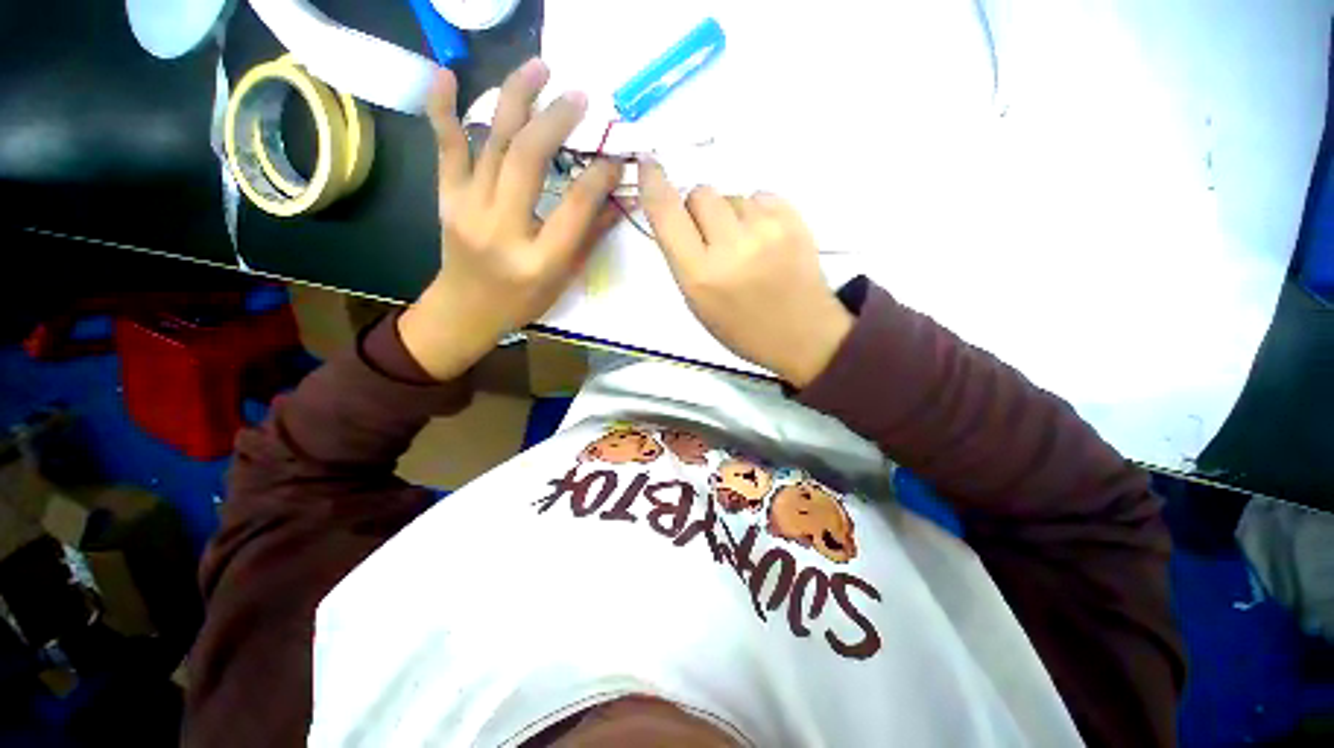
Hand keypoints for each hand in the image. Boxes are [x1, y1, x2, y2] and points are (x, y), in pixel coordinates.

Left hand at [399, 60, 622, 379]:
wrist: (466, 310)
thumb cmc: (523, 301)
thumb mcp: (564, 277)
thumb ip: (590, 235)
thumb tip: (617, 197)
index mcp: (539, 259)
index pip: (575, 206)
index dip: (599, 176)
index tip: (615, 156)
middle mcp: (502, 229)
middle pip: (527, 160)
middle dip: (556, 121)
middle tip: (579, 96)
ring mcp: (467, 209)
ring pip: (491, 142)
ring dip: (516, 99)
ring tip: (538, 67)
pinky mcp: (446, 198)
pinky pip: (445, 148)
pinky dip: (443, 109)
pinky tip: (447, 74)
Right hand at [638, 159, 852, 387]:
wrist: (802, 335)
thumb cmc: (742, 329)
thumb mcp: (698, 304)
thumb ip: (683, 259)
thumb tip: (678, 215)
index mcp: (700, 276)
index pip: (666, 212)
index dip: (653, 183)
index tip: (649, 164)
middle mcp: (730, 247)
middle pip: (700, 193)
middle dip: (698, 210)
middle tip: (711, 238)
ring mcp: (766, 230)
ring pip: (731, 195)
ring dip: (729, 215)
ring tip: (746, 247)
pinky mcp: (794, 220)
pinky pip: (760, 196)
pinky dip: (756, 213)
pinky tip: (765, 240)